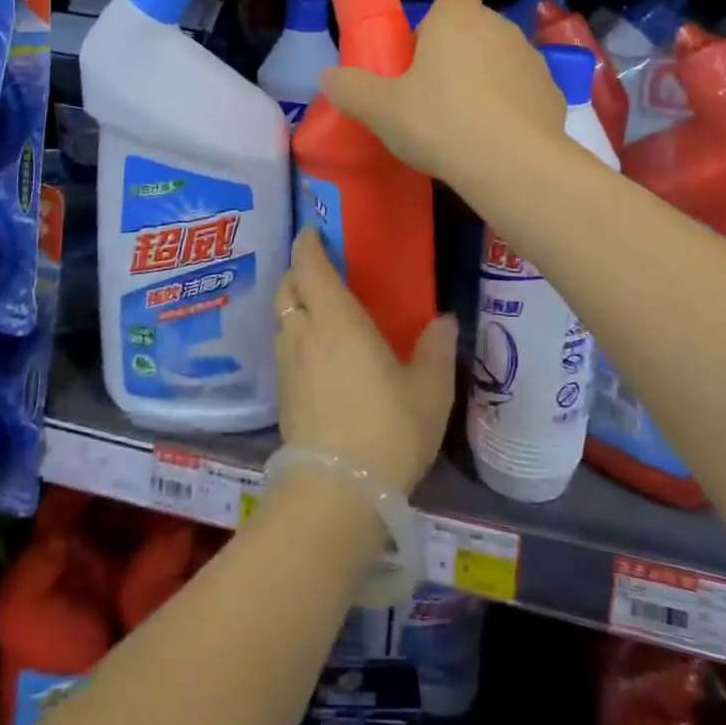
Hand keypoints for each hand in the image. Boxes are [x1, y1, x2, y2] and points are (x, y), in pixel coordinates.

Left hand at [272, 228, 456, 497]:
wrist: (336, 493)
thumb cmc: (388, 429)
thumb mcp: (429, 389)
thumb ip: (435, 349)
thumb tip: (444, 319)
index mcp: (337, 319)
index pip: (310, 266)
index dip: (308, 244)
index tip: (312, 231)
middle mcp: (304, 333)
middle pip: (287, 288)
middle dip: (298, 272)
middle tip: (319, 270)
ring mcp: (288, 365)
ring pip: (281, 319)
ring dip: (294, 304)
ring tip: (317, 309)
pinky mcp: (282, 396)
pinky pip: (283, 348)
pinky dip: (294, 335)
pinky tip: (315, 353)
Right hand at [319, 0, 566, 184]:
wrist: (512, 165)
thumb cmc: (439, 122)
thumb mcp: (379, 109)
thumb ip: (350, 88)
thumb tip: (328, 77)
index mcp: (458, 18)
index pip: (448, 0)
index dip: (431, 26)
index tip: (417, 61)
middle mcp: (500, 27)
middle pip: (473, 31)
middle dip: (455, 55)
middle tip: (432, 97)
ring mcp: (532, 60)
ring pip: (500, 61)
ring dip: (484, 81)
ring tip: (464, 125)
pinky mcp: (553, 94)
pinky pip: (523, 93)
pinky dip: (510, 108)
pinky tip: (494, 142)